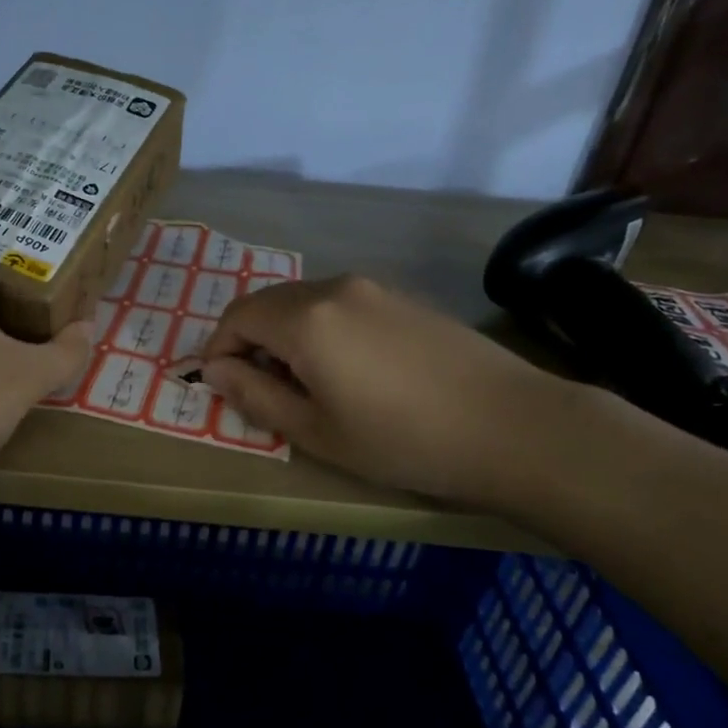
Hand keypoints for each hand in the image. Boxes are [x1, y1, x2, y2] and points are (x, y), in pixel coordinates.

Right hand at [201, 275, 577, 507]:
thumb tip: (215, 371)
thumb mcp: (316, 431)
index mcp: (306, 319)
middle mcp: (334, 288)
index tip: (220, 387)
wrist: (512, 427)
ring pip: (304, 302)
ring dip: (284, 335)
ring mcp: (374, 289)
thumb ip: (255, 395)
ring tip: (302, 384)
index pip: (236, 317)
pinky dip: (319, 329)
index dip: (218, 350)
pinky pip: (339, 305)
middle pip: (267, 303)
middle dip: (248, 341)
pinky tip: (346, 369)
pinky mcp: (403, 298)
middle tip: (257, 389)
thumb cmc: (402, 439)